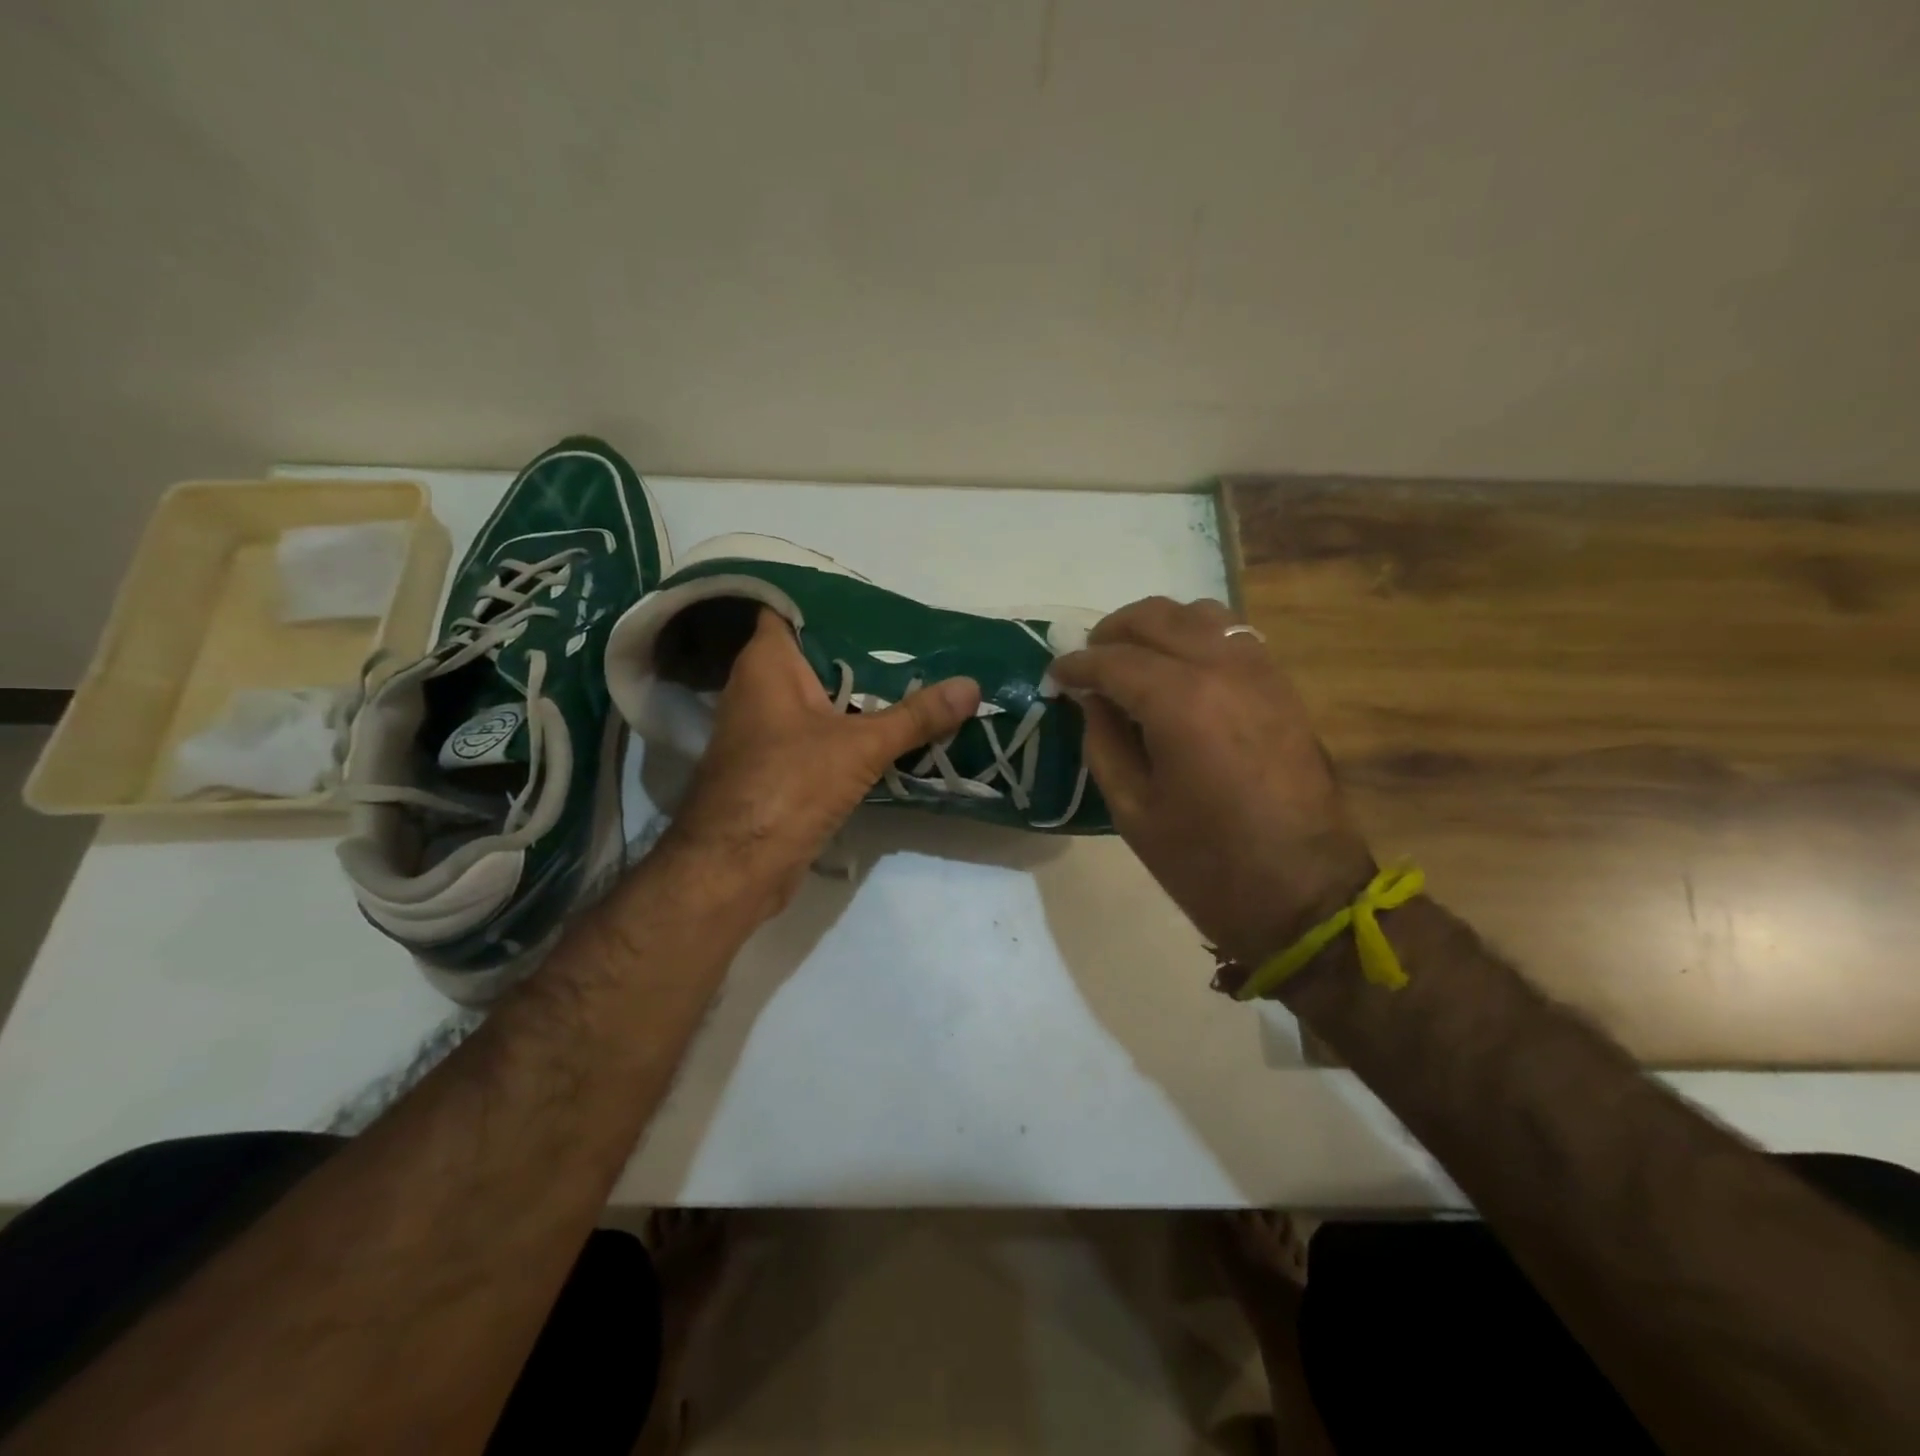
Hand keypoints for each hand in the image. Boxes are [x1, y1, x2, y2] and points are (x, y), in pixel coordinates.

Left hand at [663, 608, 980, 918]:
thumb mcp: (860, 746)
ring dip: (860, 693)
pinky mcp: (779, 766)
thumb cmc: (787, 785)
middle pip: (815, 655)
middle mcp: (760, 689)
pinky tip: (892, 728)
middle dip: (861, 649)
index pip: (790, 609)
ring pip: (820, 697)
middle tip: (916, 639)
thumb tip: (972, 685)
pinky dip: (851, 729)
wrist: (736, 867)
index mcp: (767, 664)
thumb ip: (915, 716)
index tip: (877, 599)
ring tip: (916, 676)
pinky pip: (821, 733)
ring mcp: (767, 730)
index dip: (829, 600)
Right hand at [1051, 597, 1374, 966]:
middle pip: (1155, 618)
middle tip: (1087, 662)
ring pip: (1198, 614)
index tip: (1054, 675)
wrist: (1305, 893)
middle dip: (1111, 632)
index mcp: (1179, 703)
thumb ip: (1103, 742)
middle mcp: (1221, 669)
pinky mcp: (1282, 686)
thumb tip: (1092, 699)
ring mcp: (1259, 671)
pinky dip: (1195, 636)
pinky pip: (1232, 635)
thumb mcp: (1133, 810)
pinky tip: (1178, 668)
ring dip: (1156, 626)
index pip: (1113, 660)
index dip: (1076, 665)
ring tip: (1132, 658)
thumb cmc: (1206, 863)